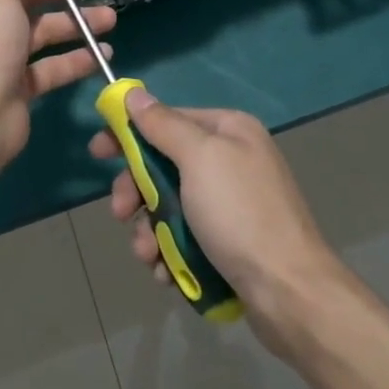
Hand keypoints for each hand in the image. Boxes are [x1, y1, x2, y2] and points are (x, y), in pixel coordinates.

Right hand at [90, 89, 344, 346]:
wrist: (291, 295)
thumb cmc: (240, 214)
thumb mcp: (199, 159)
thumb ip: (163, 125)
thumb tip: (135, 93)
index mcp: (229, 131)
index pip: (167, 119)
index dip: (129, 134)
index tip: (97, 152)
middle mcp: (232, 160)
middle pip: (164, 165)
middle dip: (137, 192)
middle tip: (119, 213)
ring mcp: (232, 204)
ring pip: (170, 205)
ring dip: (150, 230)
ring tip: (148, 256)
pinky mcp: (231, 243)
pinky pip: (186, 237)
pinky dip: (170, 253)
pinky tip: (166, 272)